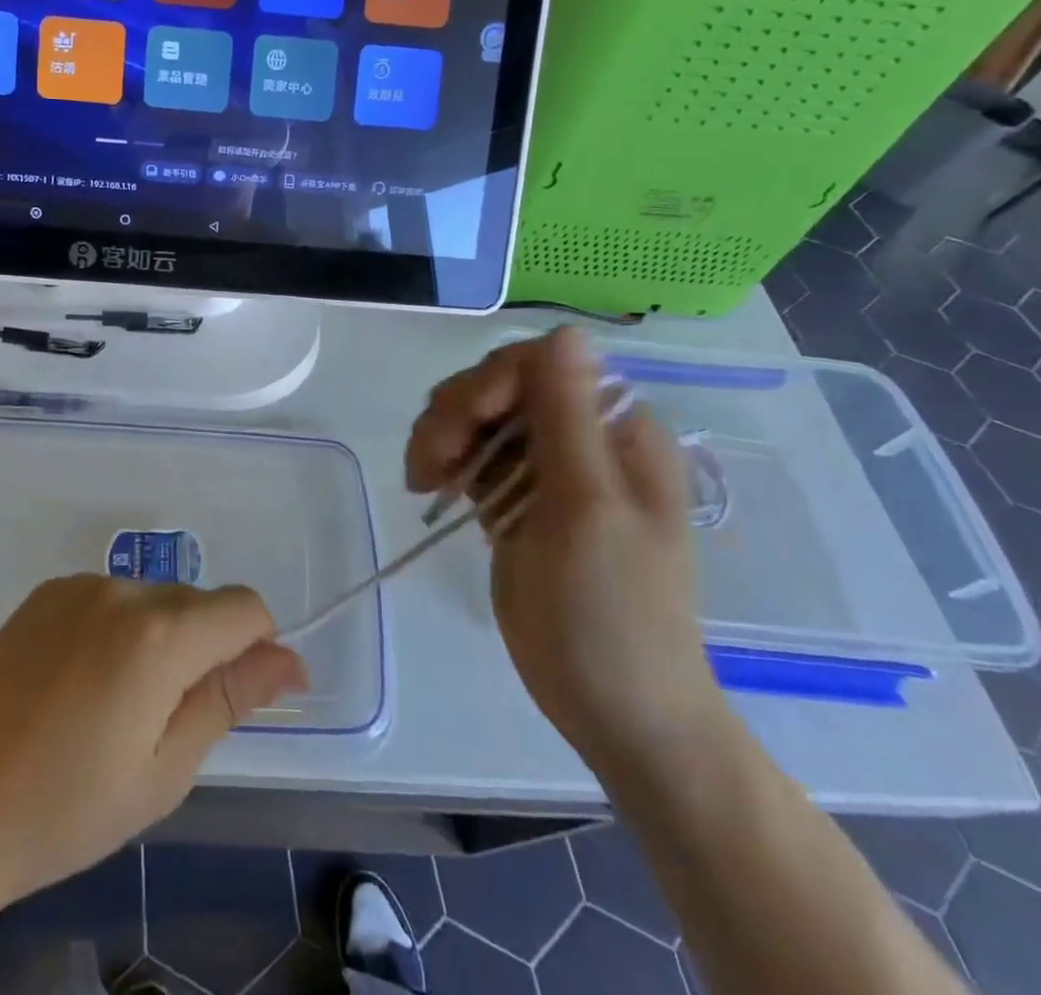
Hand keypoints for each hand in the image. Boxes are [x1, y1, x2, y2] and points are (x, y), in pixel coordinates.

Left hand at [0, 575, 305, 913]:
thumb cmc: (65, 810)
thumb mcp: (164, 770)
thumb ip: (231, 699)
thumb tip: (289, 660)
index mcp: (159, 635)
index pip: (245, 607)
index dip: (259, 646)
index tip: (247, 694)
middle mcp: (122, 590)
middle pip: (199, 602)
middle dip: (206, 649)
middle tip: (166, 722)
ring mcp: (77, 586)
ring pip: (154, 599)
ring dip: (161, 638)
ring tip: (116, 707)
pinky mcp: (45, 593)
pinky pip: (110, 599)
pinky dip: (119, 629)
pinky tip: (80, 684)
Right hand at [405, 327, 726, 771]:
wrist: (615, 710)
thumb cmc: (613, 611)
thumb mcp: (589, 507)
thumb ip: (569, 415)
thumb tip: (567, 329)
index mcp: (616, 429)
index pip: (541, 364)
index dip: (493, 379)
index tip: (465, 423)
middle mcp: (580, 437)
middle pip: (500, 386)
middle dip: (457, 412)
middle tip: (431, 465)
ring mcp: (544, 470)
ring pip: (475, 418)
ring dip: (441, 437)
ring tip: (425, 481)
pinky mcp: (514, 499)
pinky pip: (469, 455)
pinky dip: (443, 462)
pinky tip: (430, 488)